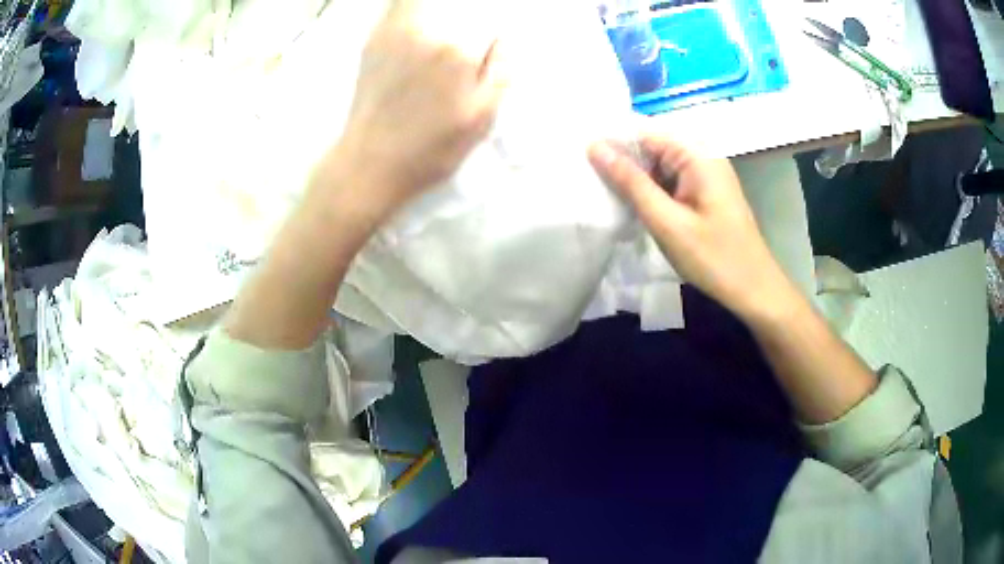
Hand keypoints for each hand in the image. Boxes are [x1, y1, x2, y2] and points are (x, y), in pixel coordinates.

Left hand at [328, 0, 506, 220]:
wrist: (369, 164)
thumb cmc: (430, 149)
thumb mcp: (481, 119)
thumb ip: (501, 71)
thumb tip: (504, 38)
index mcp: (457, 49)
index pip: (487, 16)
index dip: (493, 30)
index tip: (490, 45)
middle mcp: (424, 30)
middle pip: (456, 5)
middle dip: (468, 15)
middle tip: (471, 38)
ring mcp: (393, 32)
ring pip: (423, 2)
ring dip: (440, 9)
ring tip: (449, 24)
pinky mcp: (373, 40)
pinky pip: (398, 8)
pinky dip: (413, 8)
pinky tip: (421, 24)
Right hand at [587, 136, 797, 320]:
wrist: (754, 291)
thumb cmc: (714, 258)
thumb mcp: (667, 221)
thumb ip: (631, 182)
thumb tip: (595, 146)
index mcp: (697, 154)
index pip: (644, 131)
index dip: (612, 142)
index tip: (580, 159)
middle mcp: (702, 156)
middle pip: (652, 146)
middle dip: (622, 161)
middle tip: (587, 180)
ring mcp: (705, 175)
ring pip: (659, 166)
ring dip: (635, 179)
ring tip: (602, 192)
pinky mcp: (704, 194)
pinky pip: (670, 182)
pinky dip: (651, 192)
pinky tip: (631, 206)